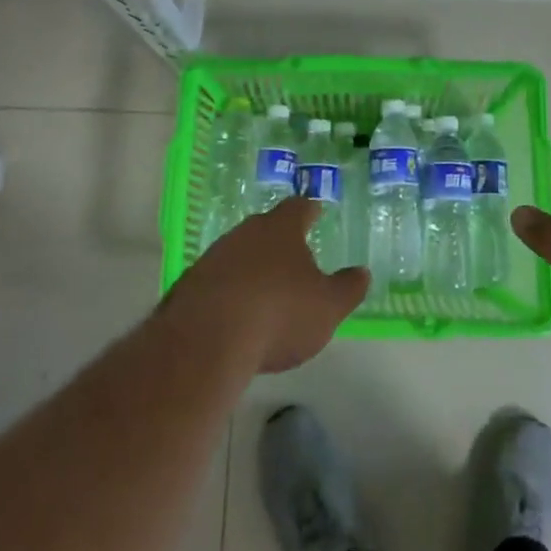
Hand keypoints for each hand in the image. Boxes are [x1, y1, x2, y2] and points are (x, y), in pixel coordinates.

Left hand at [166, 199, 369, 373]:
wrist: (206, 341)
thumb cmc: (279, 314)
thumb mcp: (327, 307)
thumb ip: (348, 288)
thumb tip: (362, 272)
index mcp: (281, 229)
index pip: (299, 208)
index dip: (310, 211)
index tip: (316, 213)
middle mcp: (245, 233)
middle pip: (265, 228)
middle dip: (279, 240)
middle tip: (293, 255)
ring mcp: (213, 257)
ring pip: (238, 252)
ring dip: (251, 266)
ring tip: (265, 290)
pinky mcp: (189, 284)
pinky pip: (216, 281)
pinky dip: (228, 291)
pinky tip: (235, 314)